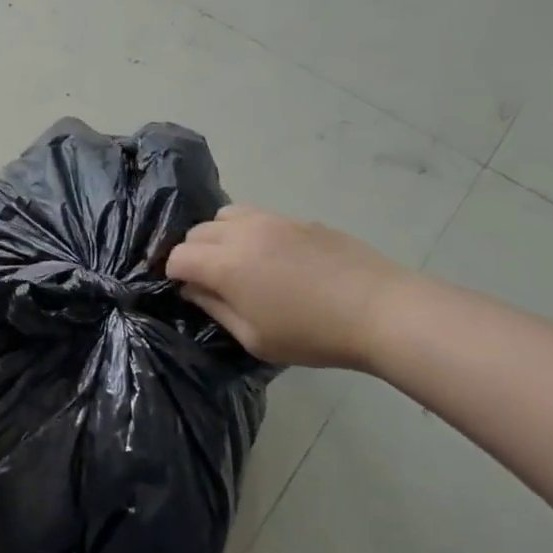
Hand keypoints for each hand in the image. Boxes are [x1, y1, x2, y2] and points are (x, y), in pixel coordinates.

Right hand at [166, 205, 409, 369]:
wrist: (380, 309)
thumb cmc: (312, 334)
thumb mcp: (254, 338)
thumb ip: (215, 309)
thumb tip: (193, 289)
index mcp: (225, 264)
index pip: (178, 256)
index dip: (173, 273)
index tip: (184, 290)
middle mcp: (242, 233)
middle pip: (198, 231)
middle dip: (193, 252)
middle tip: (208, 279)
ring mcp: (273, 220)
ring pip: (227, 214)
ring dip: (219, 235)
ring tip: (236, 261)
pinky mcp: (300, 220)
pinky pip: (259, 217)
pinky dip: (250, 232)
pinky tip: (272, 258)